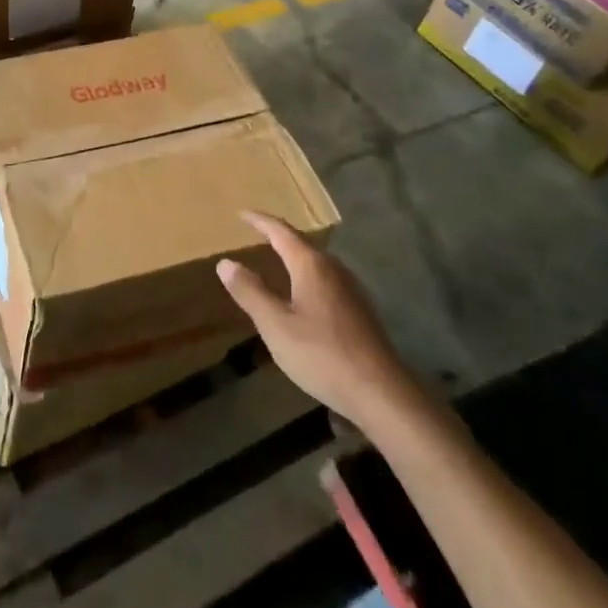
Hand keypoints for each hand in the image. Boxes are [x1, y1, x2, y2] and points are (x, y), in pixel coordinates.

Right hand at [218, 212, 420, 431]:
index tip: (241, 213)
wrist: (382, 394)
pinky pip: (326, 282)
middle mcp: (334, 269)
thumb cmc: (322, 354)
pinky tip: (302, 297)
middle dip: (278, 237)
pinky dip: (307, 278)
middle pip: (302, 244)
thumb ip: (250, 292)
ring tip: (276, 261)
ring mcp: (351, 290)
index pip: (281, 231)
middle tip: (256, 234)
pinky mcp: (361, 312)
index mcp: (311, 265)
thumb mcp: (275, 325)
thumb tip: (226, 262)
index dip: (259, 221)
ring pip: (316, 264)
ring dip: (294, 258)